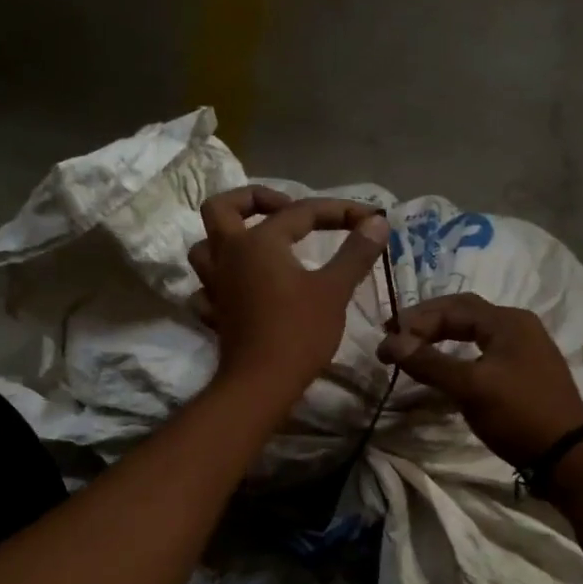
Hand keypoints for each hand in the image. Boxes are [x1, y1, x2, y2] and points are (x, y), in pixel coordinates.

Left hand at [188, 186, 390, 407]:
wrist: (261, 383)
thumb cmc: (299, 332)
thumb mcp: (334, 290)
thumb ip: (355, 253)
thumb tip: (377, 223)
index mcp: (259, 242)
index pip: (302, 211)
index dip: (339, 211)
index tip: (370, 219)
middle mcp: (229, 255)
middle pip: (222, 208)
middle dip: (252, 200)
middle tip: (284, 209)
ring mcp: (215, 285)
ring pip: (205, 247)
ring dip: (227, 238)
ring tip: (258, 244)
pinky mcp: (214, 313)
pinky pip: (206, 288)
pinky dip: (220, 282)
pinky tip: (241, 289)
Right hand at [376, 292, 582, 466]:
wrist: (566, 456)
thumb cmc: (519, 414)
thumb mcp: (470, 388)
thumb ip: (430, 362)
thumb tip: (391, 343)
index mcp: (508, 321)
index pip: (452, 307)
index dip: (415, 321)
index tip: (386, 342)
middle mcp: (519, 326)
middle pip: (464, 313)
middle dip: (427, 323)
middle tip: (395, 337)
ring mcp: (525, 349)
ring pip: (474, 332)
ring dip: (442, 337)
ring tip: (414, 349)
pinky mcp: (525, 371)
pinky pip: (484, 351)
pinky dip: (458, 353)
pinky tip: (445, 367)